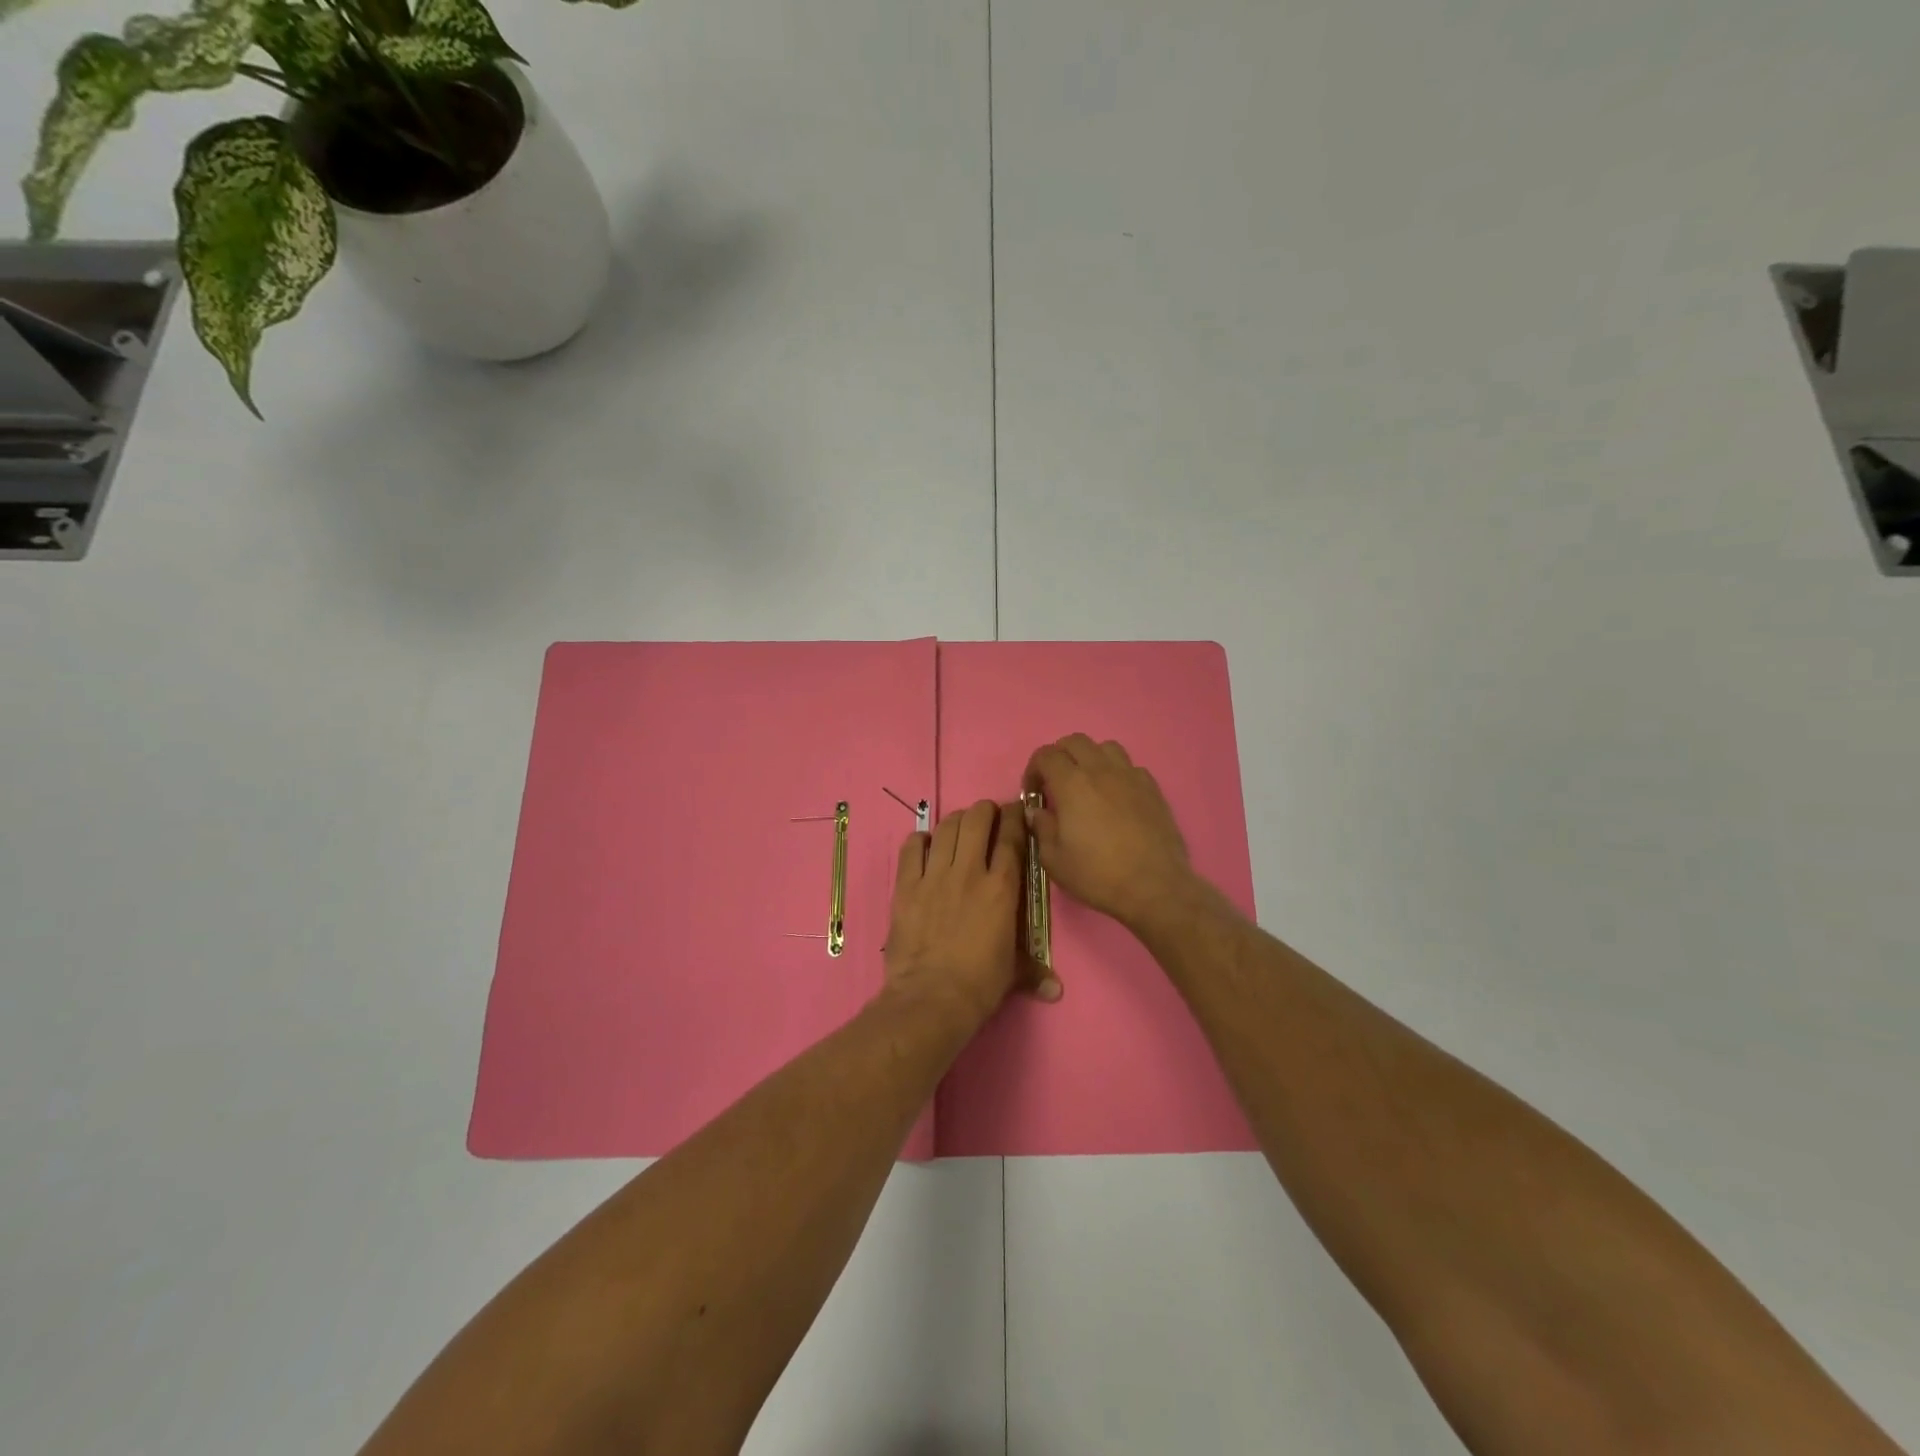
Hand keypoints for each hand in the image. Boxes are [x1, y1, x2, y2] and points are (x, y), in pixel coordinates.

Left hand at [884, 799, 1058, 1027]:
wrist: (931, 998)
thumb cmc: (979, 985)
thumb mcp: (1013, 973)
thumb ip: (1034, 971)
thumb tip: (1056, 989)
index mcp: (1002, 888)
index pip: (1011, 838)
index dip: (1015, 818)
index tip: (1016, 811)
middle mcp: (969, 872)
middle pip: (977, 820)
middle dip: (985, 810)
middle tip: (987, 816)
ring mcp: (935, 876)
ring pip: (946, 828)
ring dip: (956, 821)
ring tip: (960, 826)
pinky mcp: (906, 886)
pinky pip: (912, 848)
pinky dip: (920, 840)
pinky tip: (925, 844)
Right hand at [1023, 735, 1196, 929]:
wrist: (1154, 887)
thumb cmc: (1098, 875)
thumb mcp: (1054, 860)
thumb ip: (1041, 828)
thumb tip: (1037, 811)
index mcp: (1072, 784)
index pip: (1046, 755)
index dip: (1033, 770)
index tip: (1033, 793)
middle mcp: (1101, 770)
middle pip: (1075, 741)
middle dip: (1060, 756)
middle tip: (1056, 783)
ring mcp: (1130, 777)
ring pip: (1106, 748)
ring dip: (1091, 758)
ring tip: (1088, 783)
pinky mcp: (1152, 788)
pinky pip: (1130, 767)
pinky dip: (1117, 773)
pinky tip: (1116, 797)